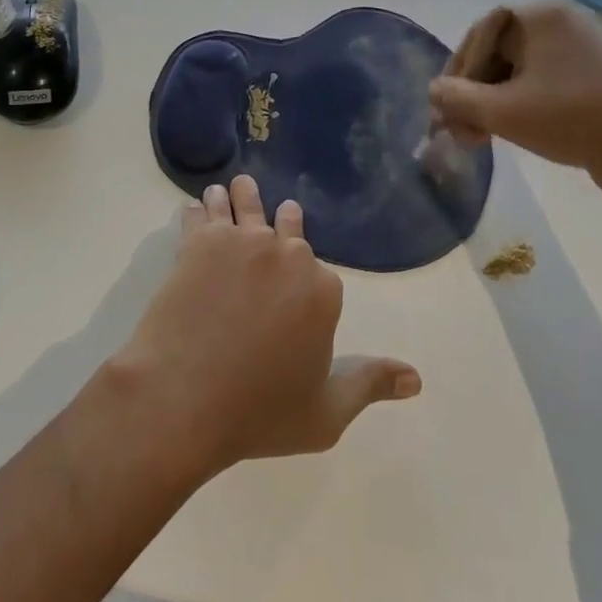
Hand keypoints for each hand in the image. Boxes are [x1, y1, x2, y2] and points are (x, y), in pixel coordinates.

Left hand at [111, 176, 420, 478]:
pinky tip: (198, 204)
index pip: (322, 274)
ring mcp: (244, 243)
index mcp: (323, 290)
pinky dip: (202, 208)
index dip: (308, 281)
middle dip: (282, 222)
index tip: (298, 284)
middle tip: (275, 211)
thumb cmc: (259, 413)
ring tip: (235, 187)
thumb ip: (370, 384)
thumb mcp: (326, 414)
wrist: (185, 400)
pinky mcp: (202, 243)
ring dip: (241, 197)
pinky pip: (204, 214)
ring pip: (246, 207)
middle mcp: (289, 255)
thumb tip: (417, 378)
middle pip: (287, 227)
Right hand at [428, 2, 601, 202]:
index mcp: (539, 17)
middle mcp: (560, 23)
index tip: (445, 106)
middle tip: (459, 128)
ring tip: (479, 137)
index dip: (456, 71)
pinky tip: (509, 131)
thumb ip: (457, 99)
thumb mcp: (501, 111)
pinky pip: (543, 82)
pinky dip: (520, 104)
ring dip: (491, 102)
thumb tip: (434, 92)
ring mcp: (581, 49)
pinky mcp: (594, 76)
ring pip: (518, 71)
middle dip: (472, 92)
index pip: (479, 35)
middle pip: (497, 52)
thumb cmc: (569, 119)